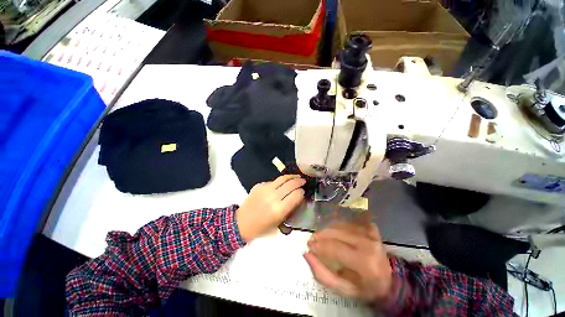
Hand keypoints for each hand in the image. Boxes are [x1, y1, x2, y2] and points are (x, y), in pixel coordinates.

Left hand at [236, 175, 304, 241]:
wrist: (242, 222)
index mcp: (279, 209)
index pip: (296, 195)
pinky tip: (283, 183)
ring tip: (297, 176)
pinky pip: (273, 181)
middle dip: (299, 181)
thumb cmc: (262, 227)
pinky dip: (280, 181)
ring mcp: (265, 189)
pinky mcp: (259, 185)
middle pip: (291, 184)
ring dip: (292, 176)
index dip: (302, 192)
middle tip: (303, 181)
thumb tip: (298, 196)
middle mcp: (273, 197)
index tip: (303, 191)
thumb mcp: (279, 221)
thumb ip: (290, 208)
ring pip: (283, 178)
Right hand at [304, 222, 393, 303]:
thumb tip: (307, 254)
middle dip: (321, 235)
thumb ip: (322, 274)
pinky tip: (335, 232)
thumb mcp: (343, 289)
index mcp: (364, 263)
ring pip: (341, 225)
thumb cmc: (365, 288)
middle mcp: (368, 244)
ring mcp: (371, 233)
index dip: (319, 246)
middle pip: (336, 233)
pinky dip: (338, 226)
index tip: (309, 246)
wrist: (389, 281)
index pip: (334, 248)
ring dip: (328, 230)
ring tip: (321, 236)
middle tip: (312, 240)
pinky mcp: (371, 228)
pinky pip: (349, 222)